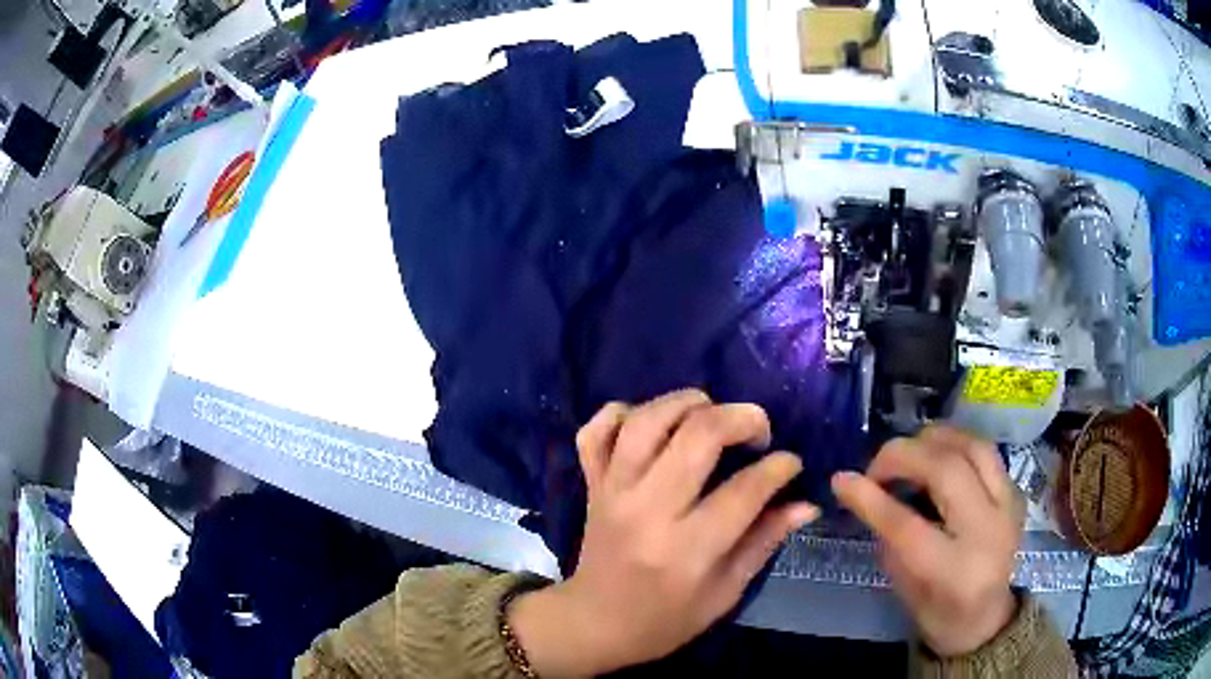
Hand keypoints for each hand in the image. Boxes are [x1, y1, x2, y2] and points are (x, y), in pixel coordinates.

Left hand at [508, 390, 818, 676]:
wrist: (594, 623)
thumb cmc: (665, 621)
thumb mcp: (725, 594)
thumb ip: (764, 542)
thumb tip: (806, 504)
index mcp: (687, 549)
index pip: (744, 490)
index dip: (779, 467)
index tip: (791, 463)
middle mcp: (647, 511)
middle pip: (696, 437)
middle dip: (741, 418)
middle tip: (759, 430)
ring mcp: (612, 491)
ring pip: (647, 420)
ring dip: (686, 403)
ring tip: (711, 413)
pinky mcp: (591, 483)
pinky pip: (596, 430)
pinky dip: (622, 413)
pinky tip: (651, 423)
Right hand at [831, 426, 1024, 657]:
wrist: (987, 618)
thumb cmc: (938, 612)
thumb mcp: (903, 587)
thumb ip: (889, 537)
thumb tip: (863, 490)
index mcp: (955, 572)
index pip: (908, 526)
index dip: (871, 499)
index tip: (841, 480)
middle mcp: (988, 532)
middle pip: (947, 472)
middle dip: (903, 457)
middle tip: (876, 466)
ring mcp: (1008, 507)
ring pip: (973, 447)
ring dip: (934, 439)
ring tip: (908, 450)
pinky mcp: (1015, 492)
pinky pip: (985, 452)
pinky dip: (955, 444)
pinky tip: (936, 453)